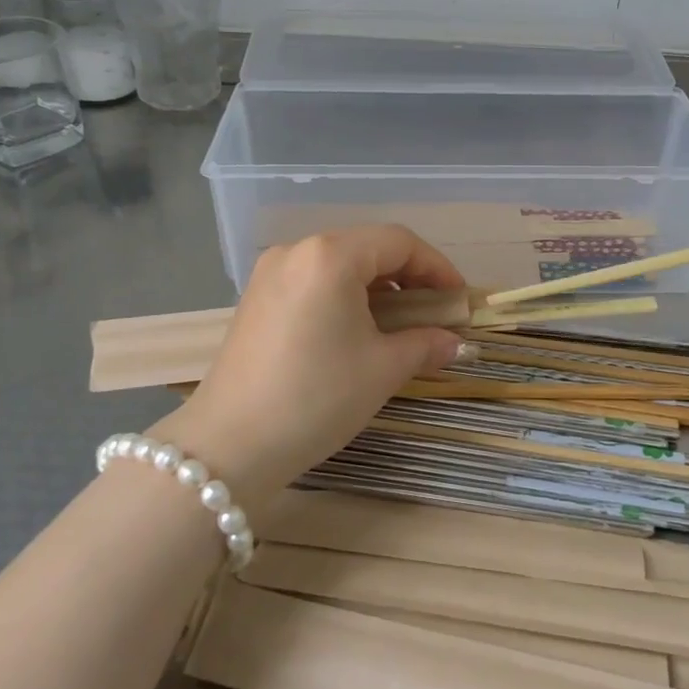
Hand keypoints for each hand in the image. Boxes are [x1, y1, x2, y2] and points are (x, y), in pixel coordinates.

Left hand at [162, 226, 466, 504]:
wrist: (230, 446)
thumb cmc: (317, 397)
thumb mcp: (382, 369)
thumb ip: (426, 344)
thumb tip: (455, 342)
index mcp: (330, 256)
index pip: (399, 242)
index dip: (437, 268)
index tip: (458, 300)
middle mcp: (297, 251)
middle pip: (367, 248)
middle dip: (408, 277)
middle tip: (433, 314)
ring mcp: (270, 273)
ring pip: (339, 264)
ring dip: (377, 288)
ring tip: (399, 325)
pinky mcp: (256, 299)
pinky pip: (313, 282)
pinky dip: (344, 297)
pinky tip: (356, 330)